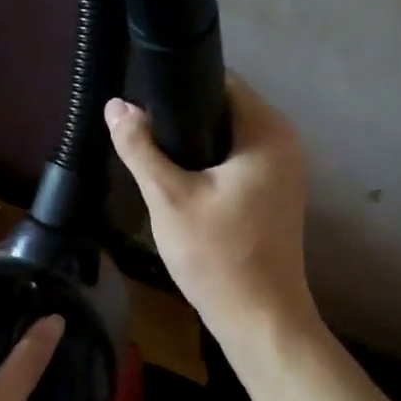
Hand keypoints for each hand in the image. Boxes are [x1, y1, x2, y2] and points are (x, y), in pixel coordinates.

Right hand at [105, 76, 319, 352]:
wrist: (259, 319)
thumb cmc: (217, 255)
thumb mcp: (168, 197)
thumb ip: (140, 147)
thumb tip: (116, 105)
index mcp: (267, 131)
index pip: (220, 81)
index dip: (178, 85)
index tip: (142, 104)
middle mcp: (284, 142)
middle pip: (224, 107)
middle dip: (181, 116)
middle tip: (141, 136)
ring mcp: (284, 169)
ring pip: (228, 136)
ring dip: (193, 142)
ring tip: (153, 157)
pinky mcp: (276, 193)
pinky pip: (237, 160)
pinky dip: (209, 163)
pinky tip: (180, 182)